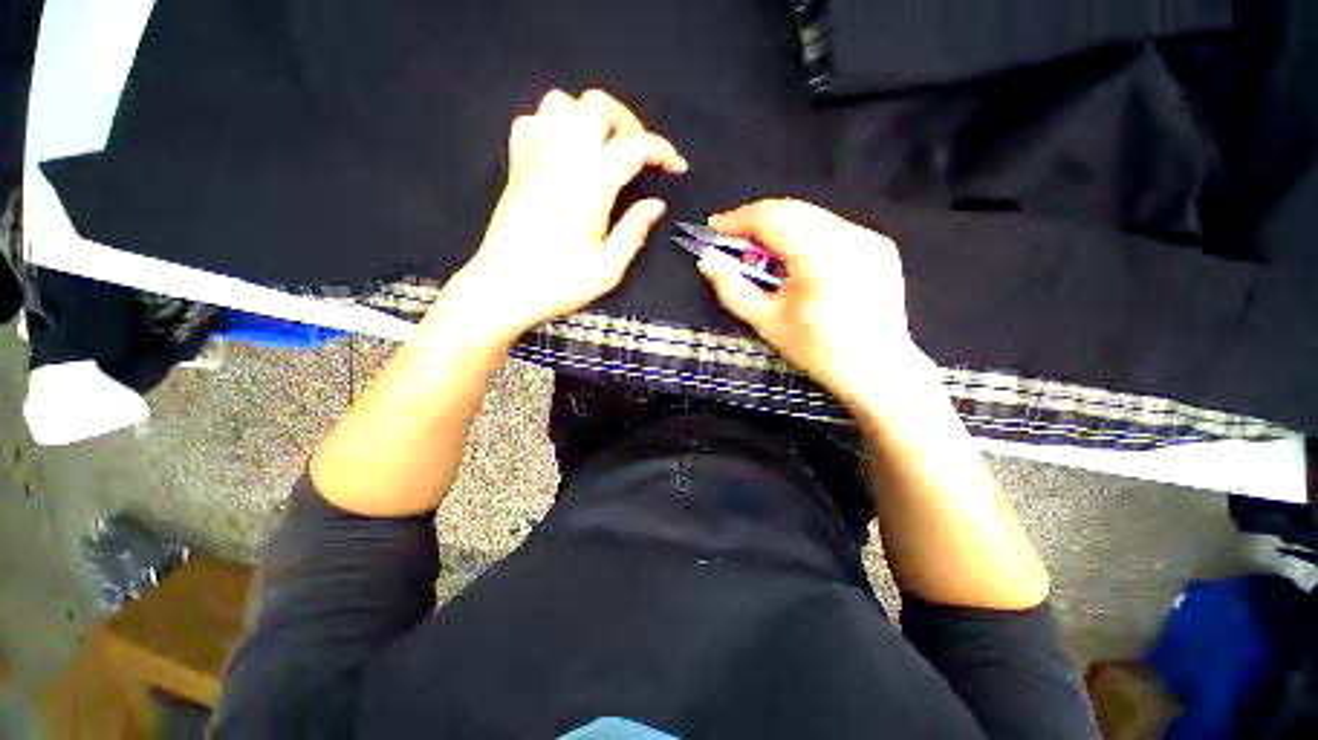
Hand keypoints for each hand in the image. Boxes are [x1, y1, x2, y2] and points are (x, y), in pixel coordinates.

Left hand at [443, 89, 687, 341]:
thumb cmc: (557, 284)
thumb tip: (656, 205)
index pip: (635, 146)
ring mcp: (533, 157)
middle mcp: (561, 157)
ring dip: (590, 119)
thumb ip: (634, 231)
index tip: (677, 168)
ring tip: (604, 151)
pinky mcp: (516, 166)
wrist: (501, 289)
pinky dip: (555, 126)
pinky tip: (566, 153)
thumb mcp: (607, 269)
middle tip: (640, 158)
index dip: (663, 151)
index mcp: (590, 184)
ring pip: (563, 103)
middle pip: (597, 105)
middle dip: (629, 124)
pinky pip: (533, 122)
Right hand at [698, 199, 932, 409]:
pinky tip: (798, 264)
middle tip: (736, 245)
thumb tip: (707, 263)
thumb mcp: (766, 323)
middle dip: (756, 223)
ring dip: (780, 229)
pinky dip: (805, 237)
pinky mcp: (879, 244)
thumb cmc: (816, 350)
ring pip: (811, 216)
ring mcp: (869, 237)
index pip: (772, 217)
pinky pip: (831, 228)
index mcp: (821, 257)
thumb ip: (732, 289)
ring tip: (766, 259)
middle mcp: (850, 236)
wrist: (876, 368)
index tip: (715, 228)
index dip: (738, 219)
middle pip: (791, 210)